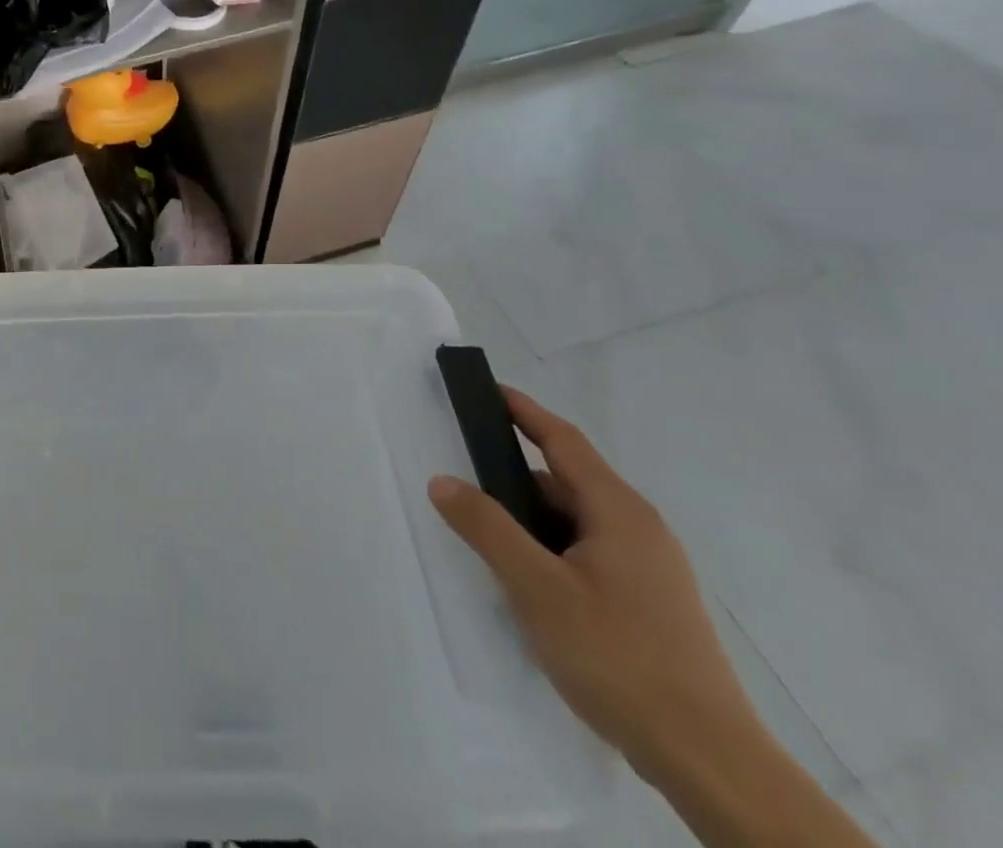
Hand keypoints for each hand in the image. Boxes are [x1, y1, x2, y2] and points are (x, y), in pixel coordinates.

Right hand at [427, 387, 757, 778]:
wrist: (710, 763)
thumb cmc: (619, 657)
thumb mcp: (537, 587)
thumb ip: (486, 528)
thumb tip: (443, 480)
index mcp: (619, 512)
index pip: (563, 441)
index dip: (523, 412)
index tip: (488, 389)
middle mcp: (640, 531)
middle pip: (566, 481)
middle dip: (514, 475)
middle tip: (465, 477)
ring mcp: (650, 571)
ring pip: (576, 522)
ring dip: (531, 519)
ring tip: (486, 536)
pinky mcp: (650, 605)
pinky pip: (588, 554)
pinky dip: (550, 549)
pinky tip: (527, 582)